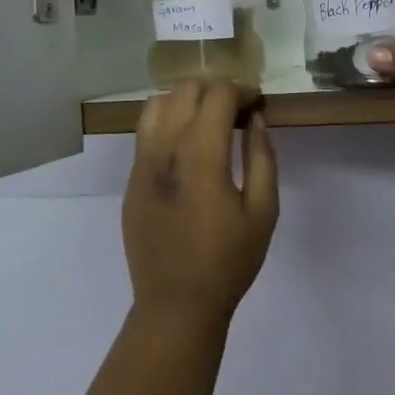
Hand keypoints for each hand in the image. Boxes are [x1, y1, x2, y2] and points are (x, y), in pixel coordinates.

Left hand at [123, 79, 278, 327]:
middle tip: (237, 111)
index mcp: (200, 154)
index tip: (256, 104)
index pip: (217, 95)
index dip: (241, 90)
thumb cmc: (228, 261)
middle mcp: (164, 148)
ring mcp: (141, 162)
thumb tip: (256, 119)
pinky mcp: (130, 179)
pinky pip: (144, 132)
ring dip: (185, 101)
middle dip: (215, 90)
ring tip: (207, 122)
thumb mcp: (263, 211)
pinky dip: (166, 122)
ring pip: (157, 104)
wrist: (176, 304)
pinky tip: (185, 147)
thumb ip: (262, 157)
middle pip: (185, 90)